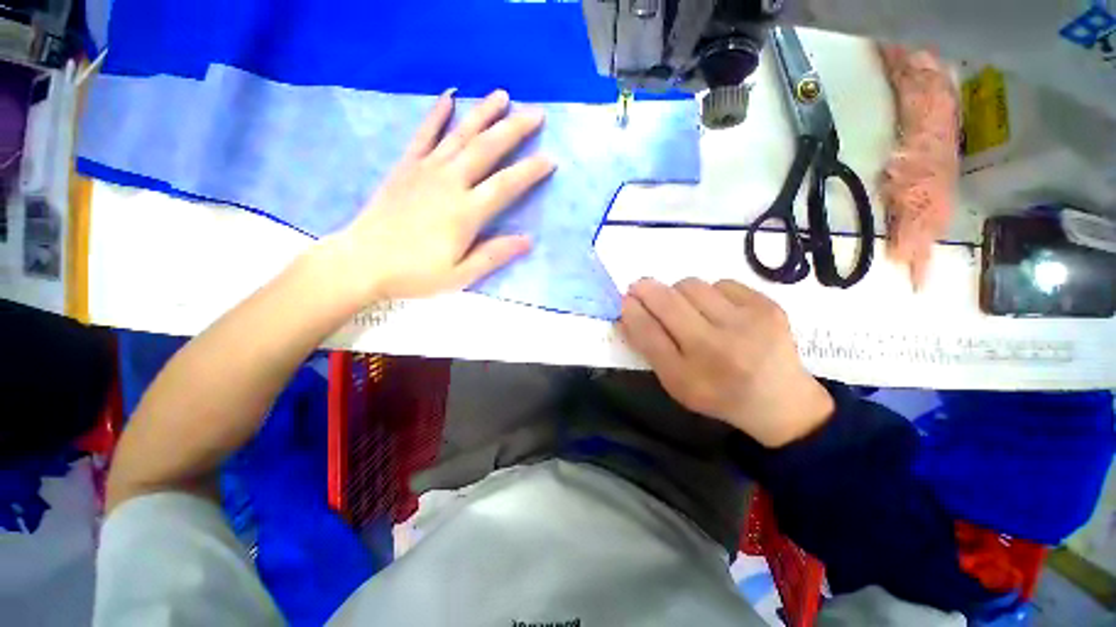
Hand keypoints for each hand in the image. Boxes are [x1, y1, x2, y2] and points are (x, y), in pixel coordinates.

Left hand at [326, 89, 554, 302]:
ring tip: (502, 95)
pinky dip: (437, 114)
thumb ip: (493, 255)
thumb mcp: (460, 274)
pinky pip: (424, 134)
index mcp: (466, 212)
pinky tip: (449, 96)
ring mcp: (426, 170)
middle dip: (514, 129)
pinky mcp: (406, 166)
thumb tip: (527, 240)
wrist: (362, 262)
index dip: (530, 171)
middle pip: (487, 149)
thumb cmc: (415, 273)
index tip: (550, 158)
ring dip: (483, 113)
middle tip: (536, 113)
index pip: (506, 185)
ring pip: (460, 135)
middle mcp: (449, 183)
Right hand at [618, 278, 833, 447]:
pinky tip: (718, 311)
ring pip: (691, 285)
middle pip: (668, 302)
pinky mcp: (768, 307)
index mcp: (689, 377)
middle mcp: (717, 349)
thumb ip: (650, 348)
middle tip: (640, 287)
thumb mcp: (676, 382)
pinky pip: (721, 283)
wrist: (781, 401)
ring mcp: (747, 325)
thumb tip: (628, 311)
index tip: (625, 299)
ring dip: (679, 292)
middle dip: (647, 289)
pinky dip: (710, 293)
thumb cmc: (717, 393)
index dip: (632, 311)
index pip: (649, 333)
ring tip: (687, 308)